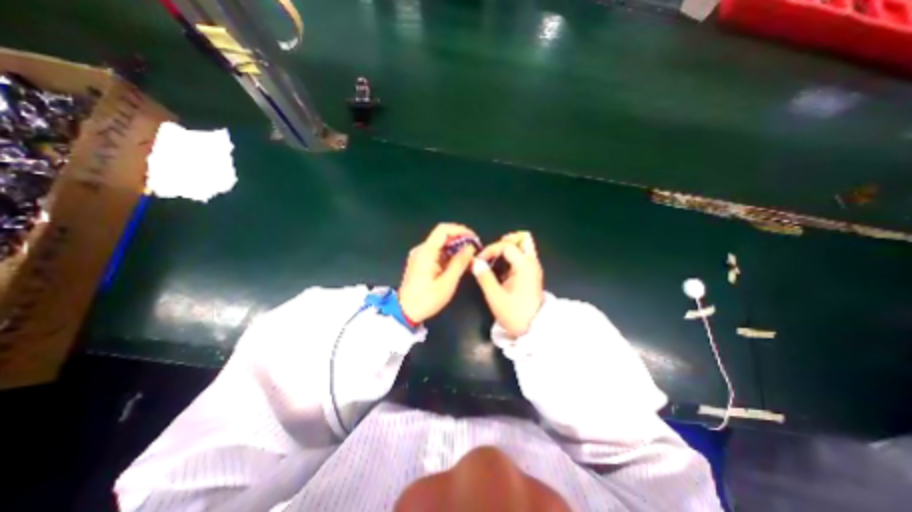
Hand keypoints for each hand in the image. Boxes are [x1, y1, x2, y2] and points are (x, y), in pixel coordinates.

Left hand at [402, 223, 479, 322]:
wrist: (405, 312)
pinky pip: (437, 252)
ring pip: (441, 244)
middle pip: (442, 235)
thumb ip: (459, 263)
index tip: (473, 238)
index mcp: (426, 252)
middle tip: (474, 249)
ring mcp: (420, 255)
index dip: (460, 230)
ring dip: (456, 248)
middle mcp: (421, 250)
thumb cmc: (426, 300)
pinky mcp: (420, 262)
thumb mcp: (447, 283)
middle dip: (460, 239)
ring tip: (469, 257)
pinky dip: (449, 255)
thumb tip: (470, 248)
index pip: (443, 229)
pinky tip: (458, 263)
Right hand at [469, 230, 540, 336]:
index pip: (507, 246)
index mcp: (524, 266)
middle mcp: (531, 262)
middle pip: (522, 238)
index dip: (490, 250)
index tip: (480, 261)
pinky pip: (522, 256)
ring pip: (523, 246)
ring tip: (494, 260)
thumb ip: (484, 277)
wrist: (534, 329)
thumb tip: (475, 262)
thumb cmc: (515, 313)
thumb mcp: (495, 297)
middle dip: (505, 241)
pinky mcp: (531, 274)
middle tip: (492, 252)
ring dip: (508, 248)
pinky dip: (510, 256)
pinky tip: (500, 269)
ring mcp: (533, 267)